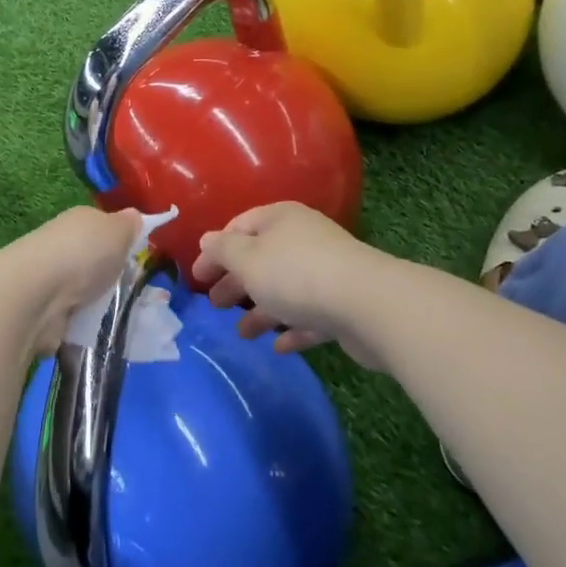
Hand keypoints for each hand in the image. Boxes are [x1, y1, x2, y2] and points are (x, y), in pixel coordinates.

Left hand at [0, 206, 145, 356]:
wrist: (37, 295)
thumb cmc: (82, 254)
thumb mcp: (117, 230)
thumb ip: (129, 225)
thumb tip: (134, 217)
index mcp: (79, 221)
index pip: (103, 228)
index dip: (122, 242)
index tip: (139, 260)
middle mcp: (63, 247)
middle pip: (95, 262)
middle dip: (112, 278)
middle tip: (139, 294)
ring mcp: (52, 281)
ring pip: (86, 293)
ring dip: (100, 305)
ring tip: (125, 318)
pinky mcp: (46, 314)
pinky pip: (75, 320)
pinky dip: (86, 326)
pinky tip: (101, 333)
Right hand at [192, 203, 384, 364]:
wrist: (368, 305)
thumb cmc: (296, 274)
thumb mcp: (247, 259)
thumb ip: (222, 250)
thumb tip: (207, 240)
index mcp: (279, 219)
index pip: (239, 227)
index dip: (215, 250)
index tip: (197, 276)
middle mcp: (303, 240)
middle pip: (261, 259)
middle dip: (236, 282)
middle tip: (215, 305)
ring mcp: (326, 272)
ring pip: (284, 289)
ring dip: (261, 310)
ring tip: (242, 334)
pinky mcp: (343, 305)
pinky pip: (309, 316)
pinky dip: (292, 328)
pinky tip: (278, 347)